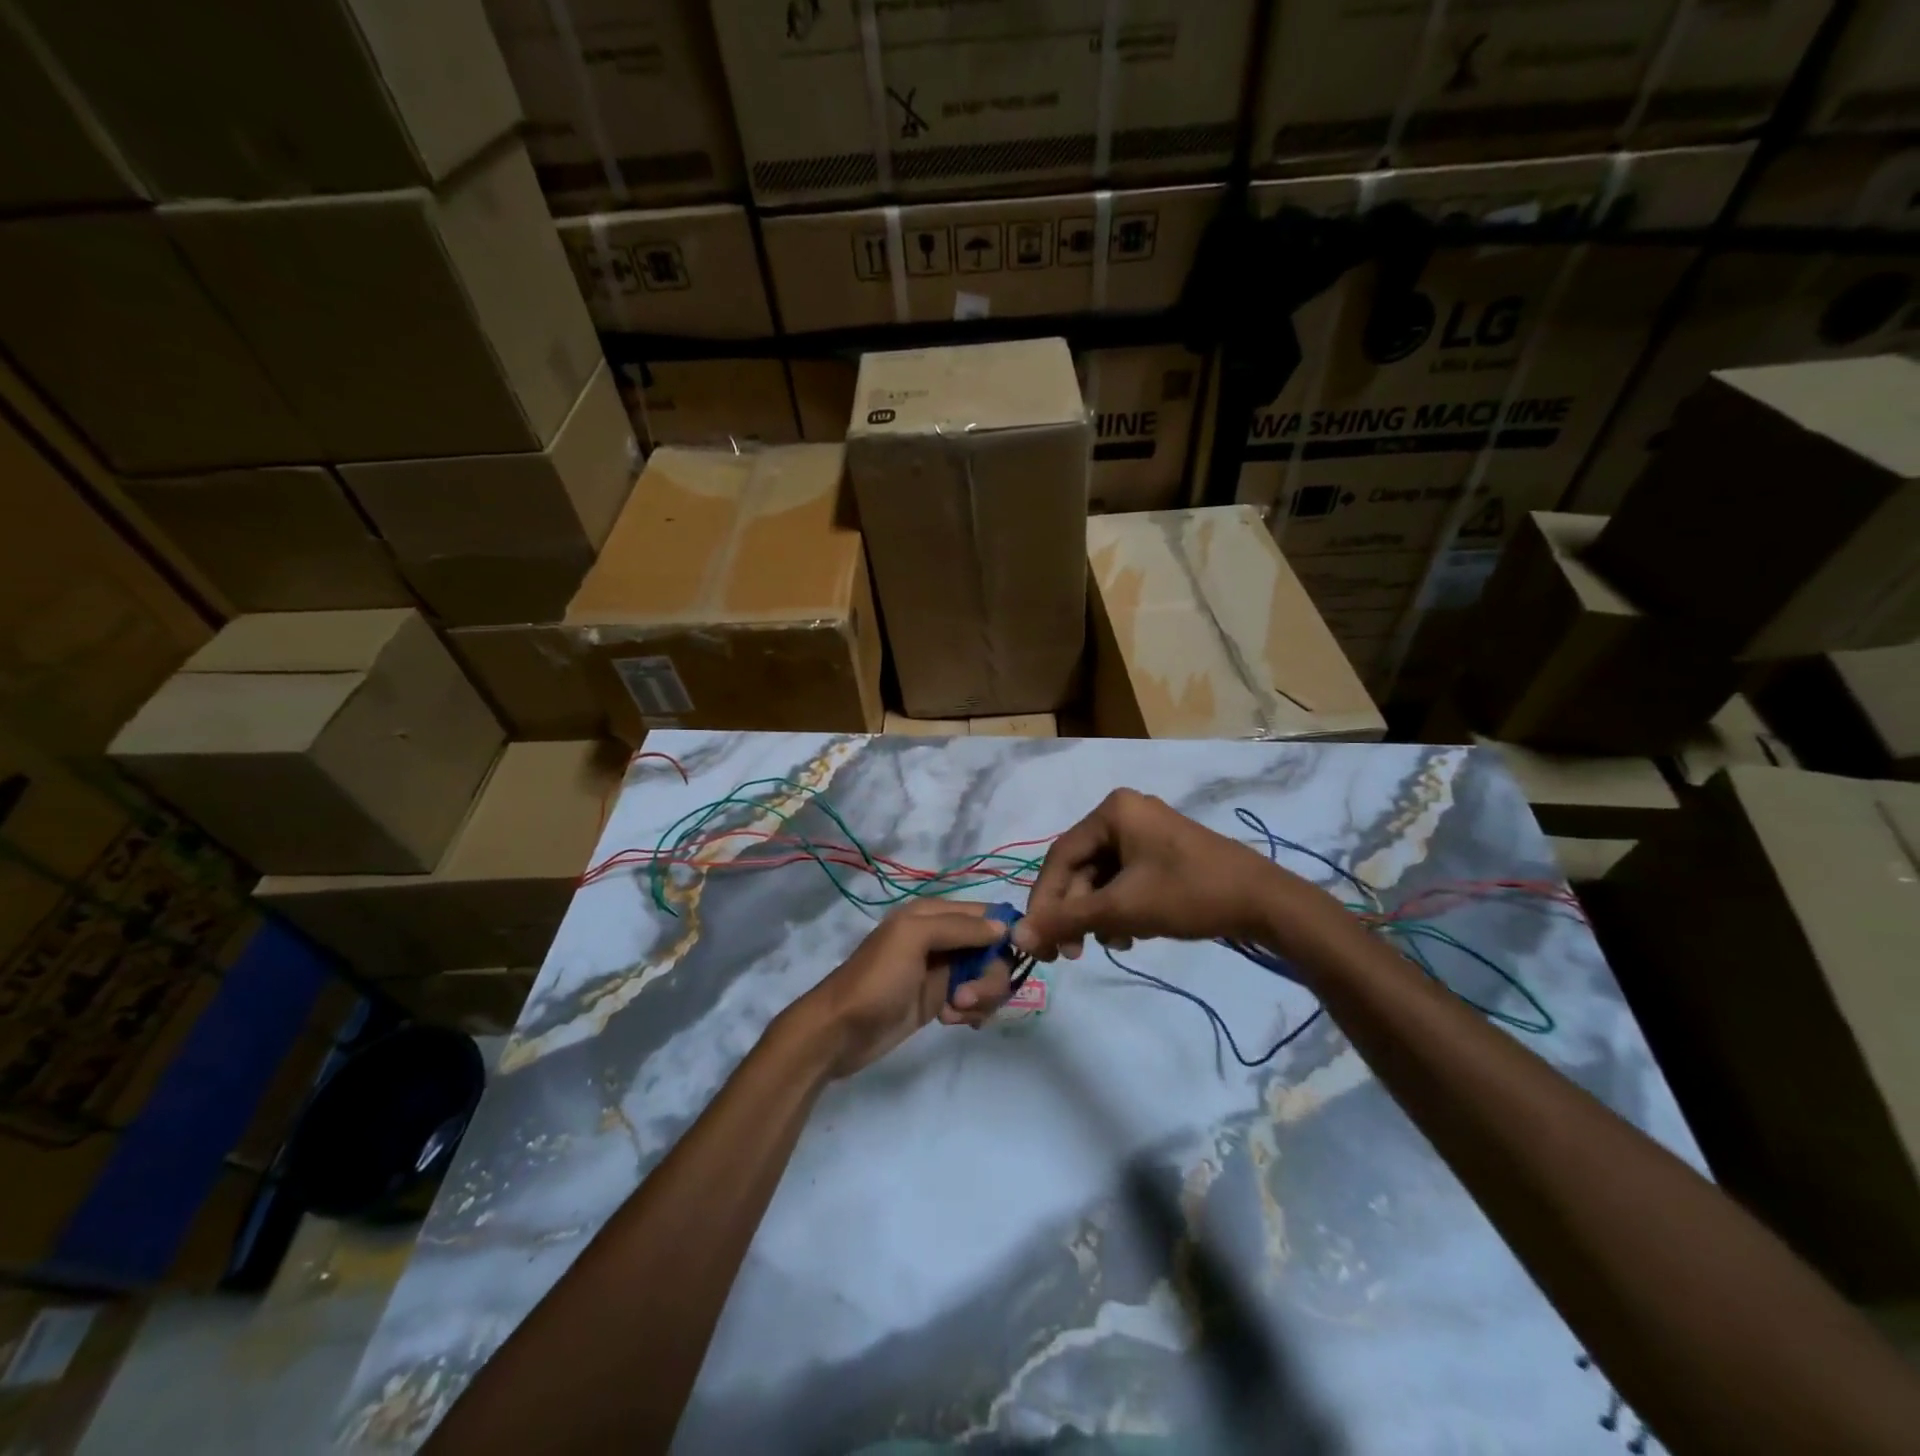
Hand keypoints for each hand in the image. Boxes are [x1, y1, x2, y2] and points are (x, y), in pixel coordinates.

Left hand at [798, 901, 1014, 1078]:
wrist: (840, 1031)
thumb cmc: (876, 979)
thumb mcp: (912, 939)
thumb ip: (958, 927)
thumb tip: (1003, 926)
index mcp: (932, 914)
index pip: (986, 914)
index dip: (1004, 933)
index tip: (1011, 958)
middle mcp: (942, 938)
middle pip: (992, 950)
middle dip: (989, 975)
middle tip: (967, 997)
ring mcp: (942, 971)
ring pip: (987, 977)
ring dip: (981, 997)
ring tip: (955, 1012)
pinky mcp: (940, 1000)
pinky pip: (974, 1000)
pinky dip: (972, 1011)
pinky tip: (952, 1022)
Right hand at [1013, 789, 1290, 960]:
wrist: (1265, 903)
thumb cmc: (1190, 894)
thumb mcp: (1124, 908)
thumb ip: (1067, 920)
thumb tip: (1017, 936)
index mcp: (1113, 811)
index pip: (1060, 857)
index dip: (1044, 900)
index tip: (1037, 939)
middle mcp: (1125, 814)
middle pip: (1080, 869)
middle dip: (1075, 912)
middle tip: (1071, 953)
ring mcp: (1146, 833)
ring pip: (1101, 879)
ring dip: (1097, 915)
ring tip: (1112, 943)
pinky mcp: (1162, 854)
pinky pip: (1124, 881)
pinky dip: (1120, 909)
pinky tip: (1130, 935)